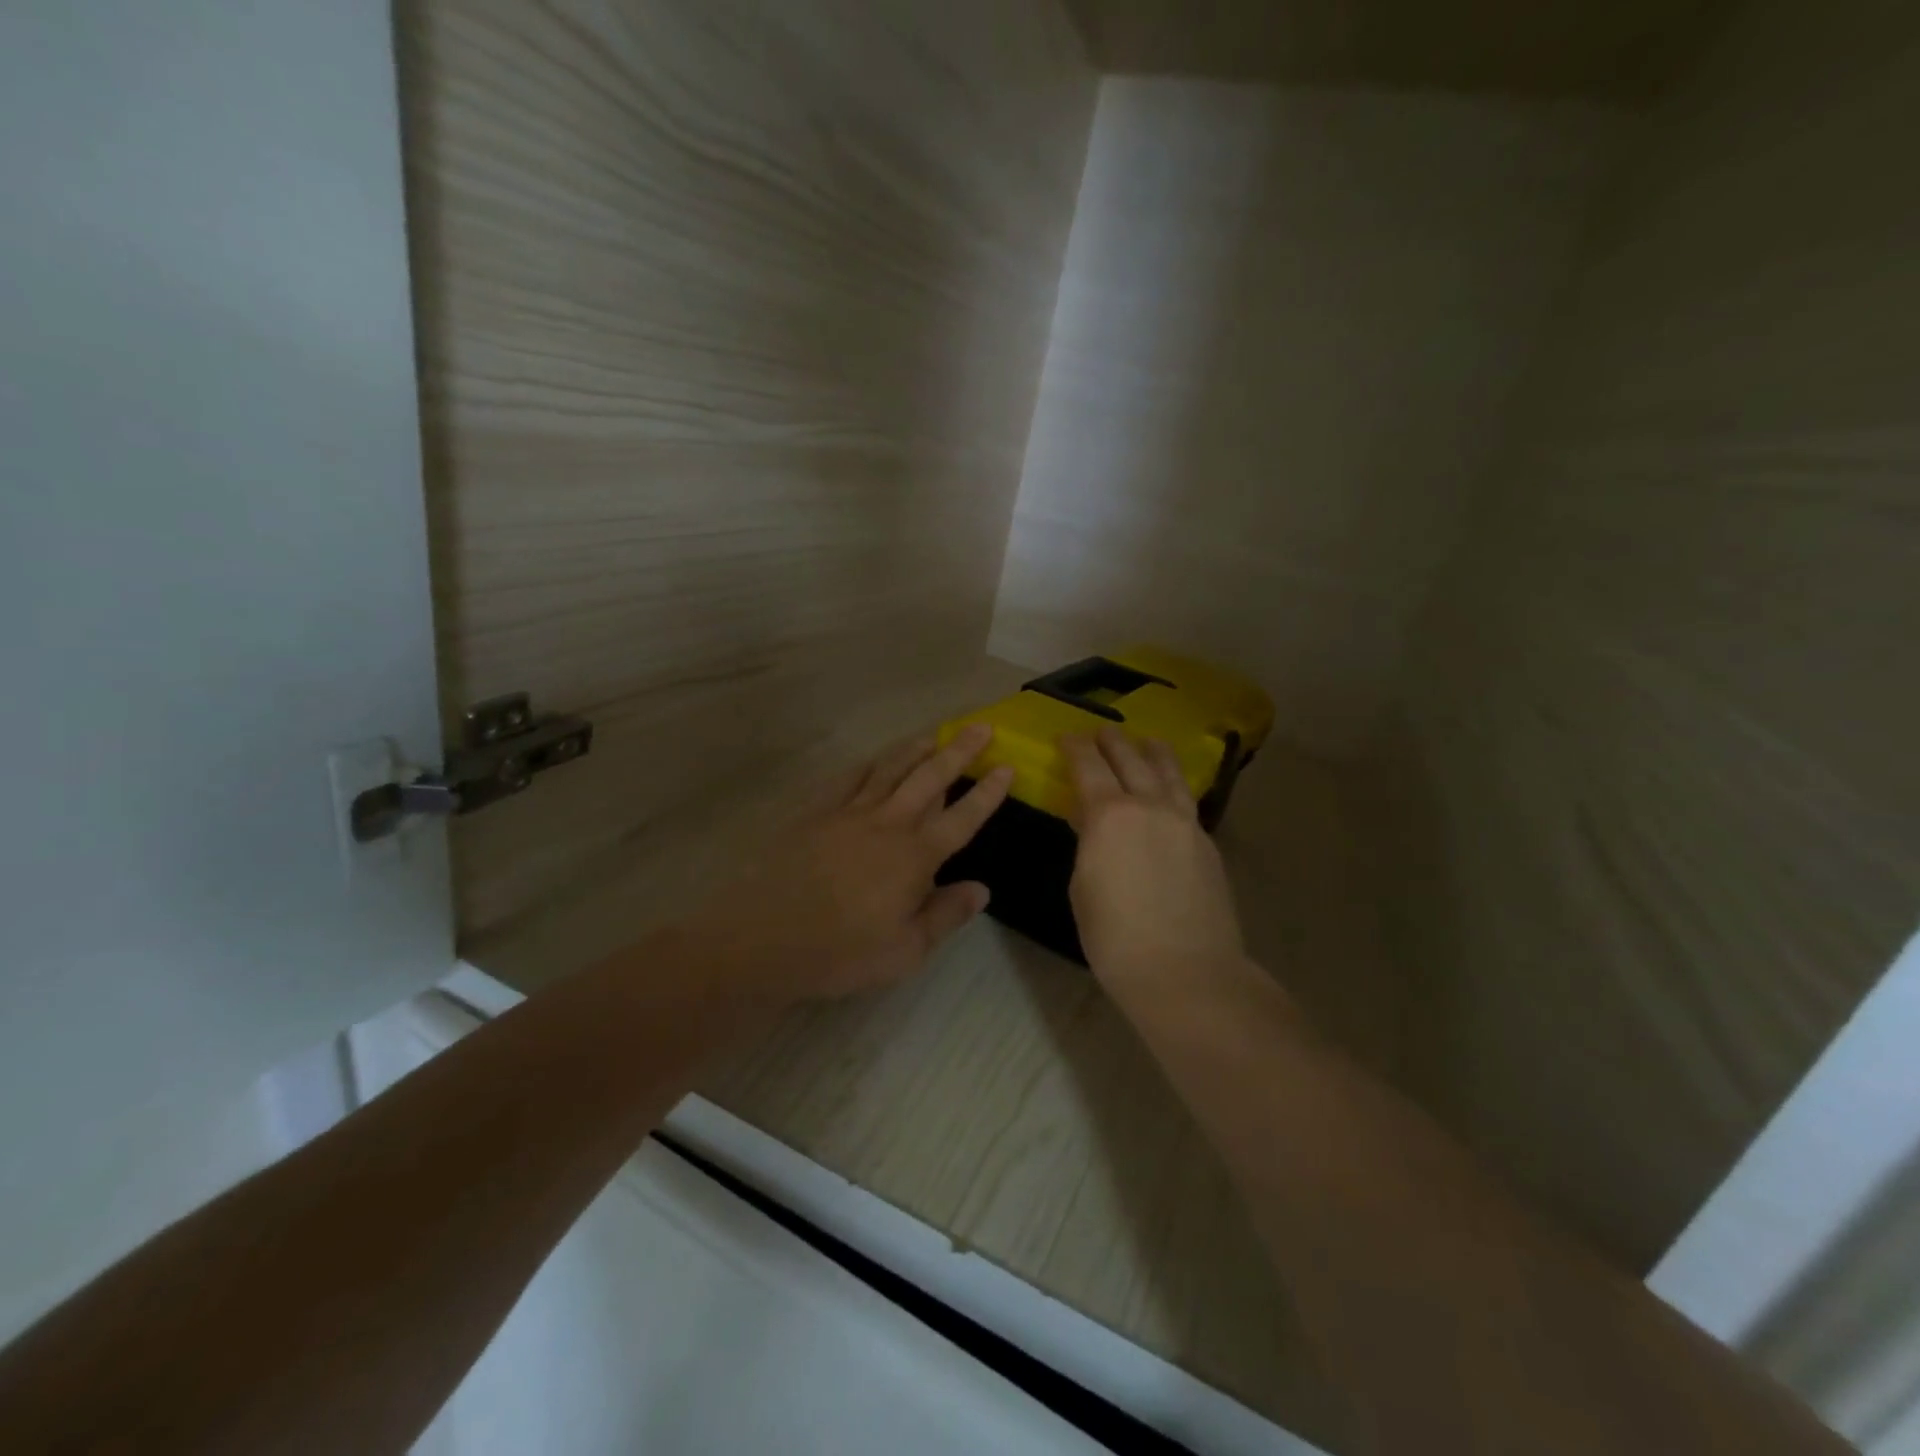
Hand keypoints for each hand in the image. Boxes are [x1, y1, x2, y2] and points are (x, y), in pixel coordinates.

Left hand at [684, 726, 1012, 1000]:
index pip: (962, 817)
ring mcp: (848, 813)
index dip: (987, 792)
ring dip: (915, 749)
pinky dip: (868, 765)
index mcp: (914, 856)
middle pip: (930, 778)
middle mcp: (887, 823)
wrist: (762, 939)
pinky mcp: (815, 813)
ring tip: (934, 734)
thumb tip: (981, 889)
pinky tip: (874, 760)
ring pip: (890, 769)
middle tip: (980, 727)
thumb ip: (945, 915)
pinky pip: (848, 779)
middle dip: (959, 751)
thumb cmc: (840, 953)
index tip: (1007, 766)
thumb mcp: (905, 951)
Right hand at [1061, 728, 1246, 995]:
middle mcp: (1149, 806)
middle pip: (1130, 758)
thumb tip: (1089, 821)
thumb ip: (1087, 844)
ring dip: (1152, 751)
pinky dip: (1172, 783)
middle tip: (1100, 732)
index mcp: (1109, 815)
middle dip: (1112, 741)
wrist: (1187, 973)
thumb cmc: (1115, 938)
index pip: (1088, 766)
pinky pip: (1185, 798)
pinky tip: (1168, 789)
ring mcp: (1184, 822)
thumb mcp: (1082, 887)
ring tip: (1146, 741)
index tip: (1066, 737)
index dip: (1075, 747)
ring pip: (1168, 772)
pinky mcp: (1206, 842)